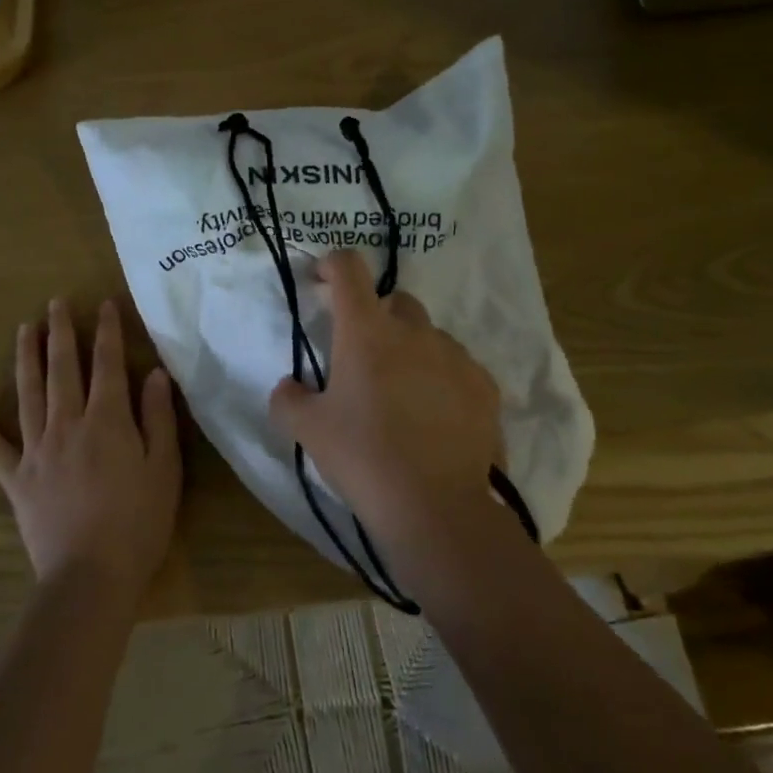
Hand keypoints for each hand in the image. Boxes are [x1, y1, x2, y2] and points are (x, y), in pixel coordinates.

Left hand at [0, 299, 182, 599]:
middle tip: (54, 303)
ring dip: (25, 359)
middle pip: (62, 370)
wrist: (90, 577)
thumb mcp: (164, 468)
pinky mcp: (16, 480)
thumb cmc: (138, 523)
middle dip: (60, 333)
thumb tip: (154, 374)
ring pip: (28, 394)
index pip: (106, 364)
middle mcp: (67, 425)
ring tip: (23, 329)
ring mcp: (36, 451)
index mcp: (106, 421)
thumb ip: (157, 418)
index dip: (106, 332)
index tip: (103, 304)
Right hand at [269, 251, 502, 548]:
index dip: (333, 264)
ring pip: (429, 335)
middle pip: (395, 301)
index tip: (323, 279)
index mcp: (366, 332)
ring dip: (411, 350)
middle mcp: (414, 331)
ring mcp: (455, 356)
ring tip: (403, 395)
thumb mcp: (308, 431)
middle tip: (363, 357)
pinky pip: (458, 367)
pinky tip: (436, 415)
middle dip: (377, 316)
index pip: (349, 269)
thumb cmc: (363, 458)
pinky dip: (443, 378)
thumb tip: (290, 387)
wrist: (435, 508)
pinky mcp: (484, 386)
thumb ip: (289, 399)